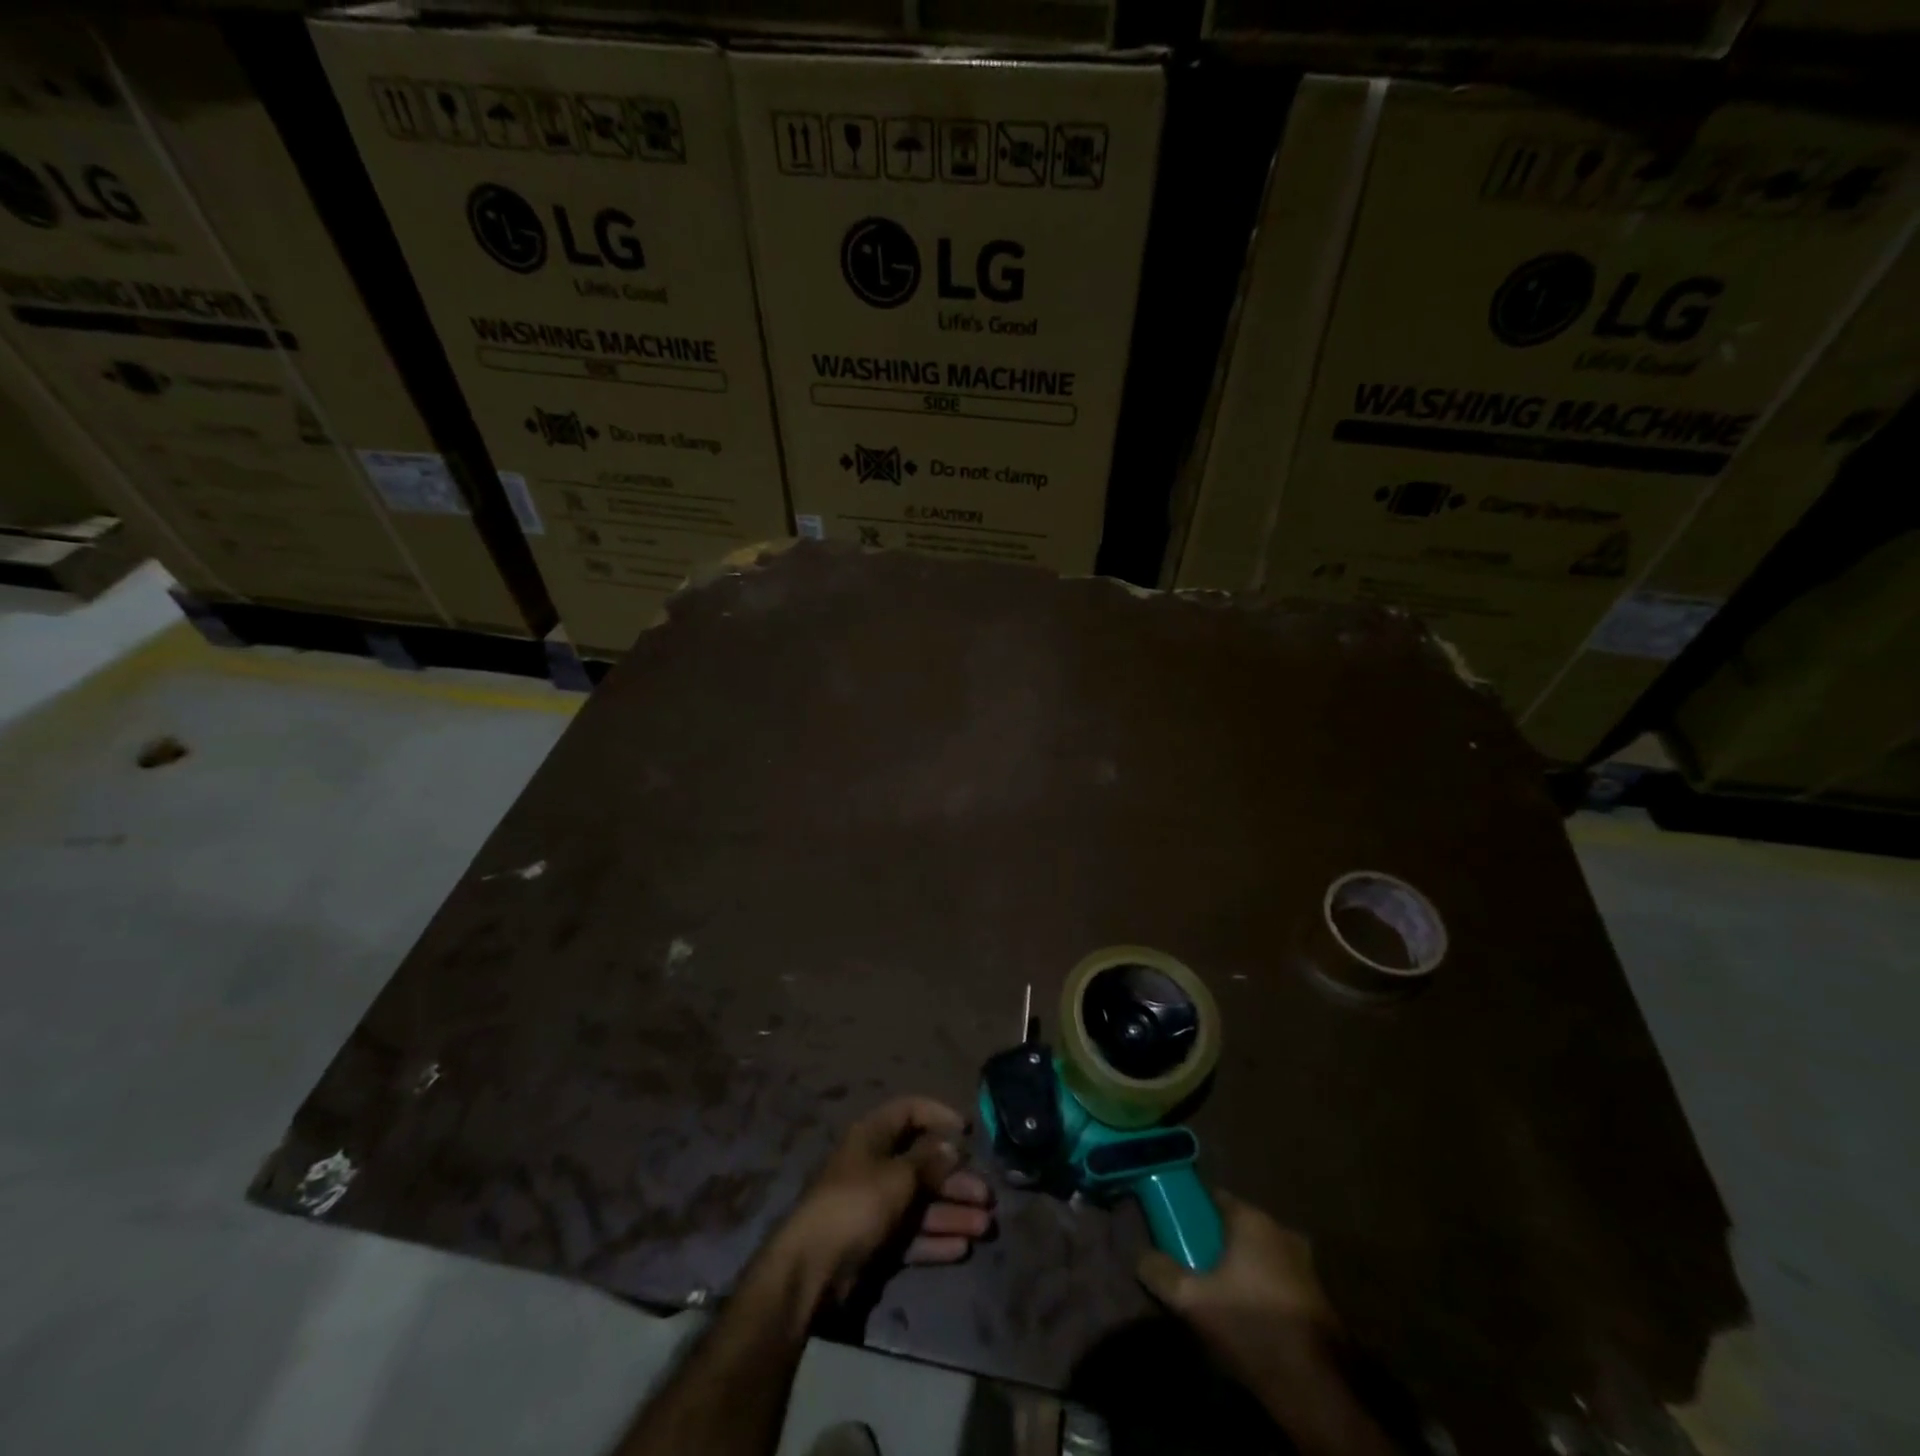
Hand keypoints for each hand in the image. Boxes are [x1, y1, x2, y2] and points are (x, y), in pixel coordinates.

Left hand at [766, 1096, 993, 1313]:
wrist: (813, 1269)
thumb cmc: (857, 1204)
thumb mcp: (897, 1176)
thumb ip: (927, 1160)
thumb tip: (951, 1146)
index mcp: (872, 1136)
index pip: (909, 1111)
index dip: (938, 1116)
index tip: (968, 1131)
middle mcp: (874, 1165)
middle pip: (921, 1164)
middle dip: (955, 1179)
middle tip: (986, 1195)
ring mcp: (874, 1205)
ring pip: (920, 1202)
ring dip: (952, 1212)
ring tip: (984, 1226)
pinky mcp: (874, 1242)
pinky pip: (911, 1234)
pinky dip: (934, 1239)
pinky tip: (961, 1248)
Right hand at [1137, 1193, 1340, 1398]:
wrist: (1316, 1389)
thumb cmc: (1251, 1327)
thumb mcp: (1192, 1301)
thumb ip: (1160, 1272)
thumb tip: (1139, 1256)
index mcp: (1253, 1219)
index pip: (1214, 1197)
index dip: (1191, 1210)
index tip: (1174, 1227)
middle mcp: (1281, 1231)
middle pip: (1237, 1226)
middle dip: (1215, 1241)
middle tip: (1191, 1263)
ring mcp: (1305, 1264)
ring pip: (1259, 1253)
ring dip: (1239, 1266)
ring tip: (1216, 1293)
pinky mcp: (1318, 1297)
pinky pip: (1277, 1278)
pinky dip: (1260, 1287)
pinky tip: (1245, 1313)